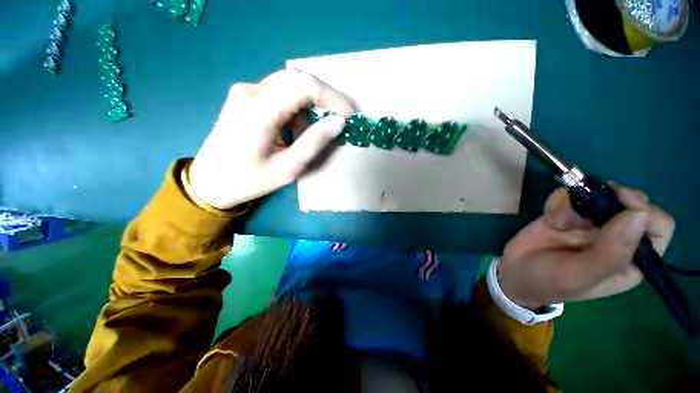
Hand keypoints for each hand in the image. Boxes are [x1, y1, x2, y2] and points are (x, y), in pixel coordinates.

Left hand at [189, 69, 353, 209]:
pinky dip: (296, 107)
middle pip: (298, 80)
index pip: (305, 86)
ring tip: (312, 131)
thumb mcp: (288, 167)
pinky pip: (279, 92)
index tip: (348, 115)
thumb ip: (315, 142)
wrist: (210, 181)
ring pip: (290, 85)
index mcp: (259, 109)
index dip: (332, 98)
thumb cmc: (249, 180)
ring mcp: (245, 91)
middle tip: (336, 121)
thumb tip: (339, 122)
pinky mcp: (245, 97)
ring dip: (309, 105)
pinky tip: (294, 128)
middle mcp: (250, 91)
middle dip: (324, 99)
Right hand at [498, 184, 674, 309]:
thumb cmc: (548, 281)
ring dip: (579, 200)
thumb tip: (638, 215)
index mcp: (630, 259)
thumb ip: (610, 252)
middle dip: (612, 197)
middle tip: (588, 202)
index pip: (659, 228)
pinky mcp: (567, 214)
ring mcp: (591, 224)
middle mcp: (616, 238)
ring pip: (601, 194)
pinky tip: (549, 216)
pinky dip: (558, 201)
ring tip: (558, 218)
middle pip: (632, 204)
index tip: (620, 202)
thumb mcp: (579, 275)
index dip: (645, 211)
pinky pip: (570, 196)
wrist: (513, 272)